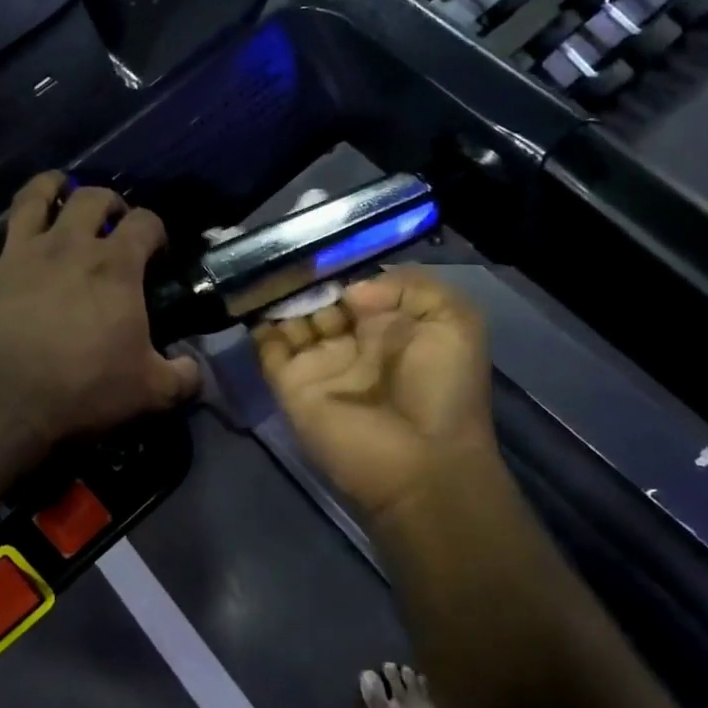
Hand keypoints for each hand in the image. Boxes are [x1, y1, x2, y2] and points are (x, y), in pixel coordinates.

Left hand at [0, 173, 199, 450]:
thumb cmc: (84, 388)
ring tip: (51, 189)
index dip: (156, 229)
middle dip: (105, 199)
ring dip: (42, 189)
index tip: (157, 250)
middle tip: (110, 217)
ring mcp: (17, 258)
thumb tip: (195, 372)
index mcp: (113, 266)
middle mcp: (66, 247)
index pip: (145, 223)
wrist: (2, 401)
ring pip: (28, 201)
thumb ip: (181, 378)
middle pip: (89, 197)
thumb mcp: (149, 392)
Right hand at [255, 267, 496, 518]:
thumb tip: (350, 291)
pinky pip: (268, 348)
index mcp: (389, 327)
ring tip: (268, 269)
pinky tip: (254, 297)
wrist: (421, 463)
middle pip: (318, 300)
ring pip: (290, 320)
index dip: (340, 267)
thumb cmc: (443, 389)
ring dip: (280, 296)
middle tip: (289, 254)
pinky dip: (258, 325)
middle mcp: (351, 342)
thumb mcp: (454, 321)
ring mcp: (318, 363)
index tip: (322, 244)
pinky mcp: (291, 385)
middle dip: (305, 278)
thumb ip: (409, 285)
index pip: (355, 288)